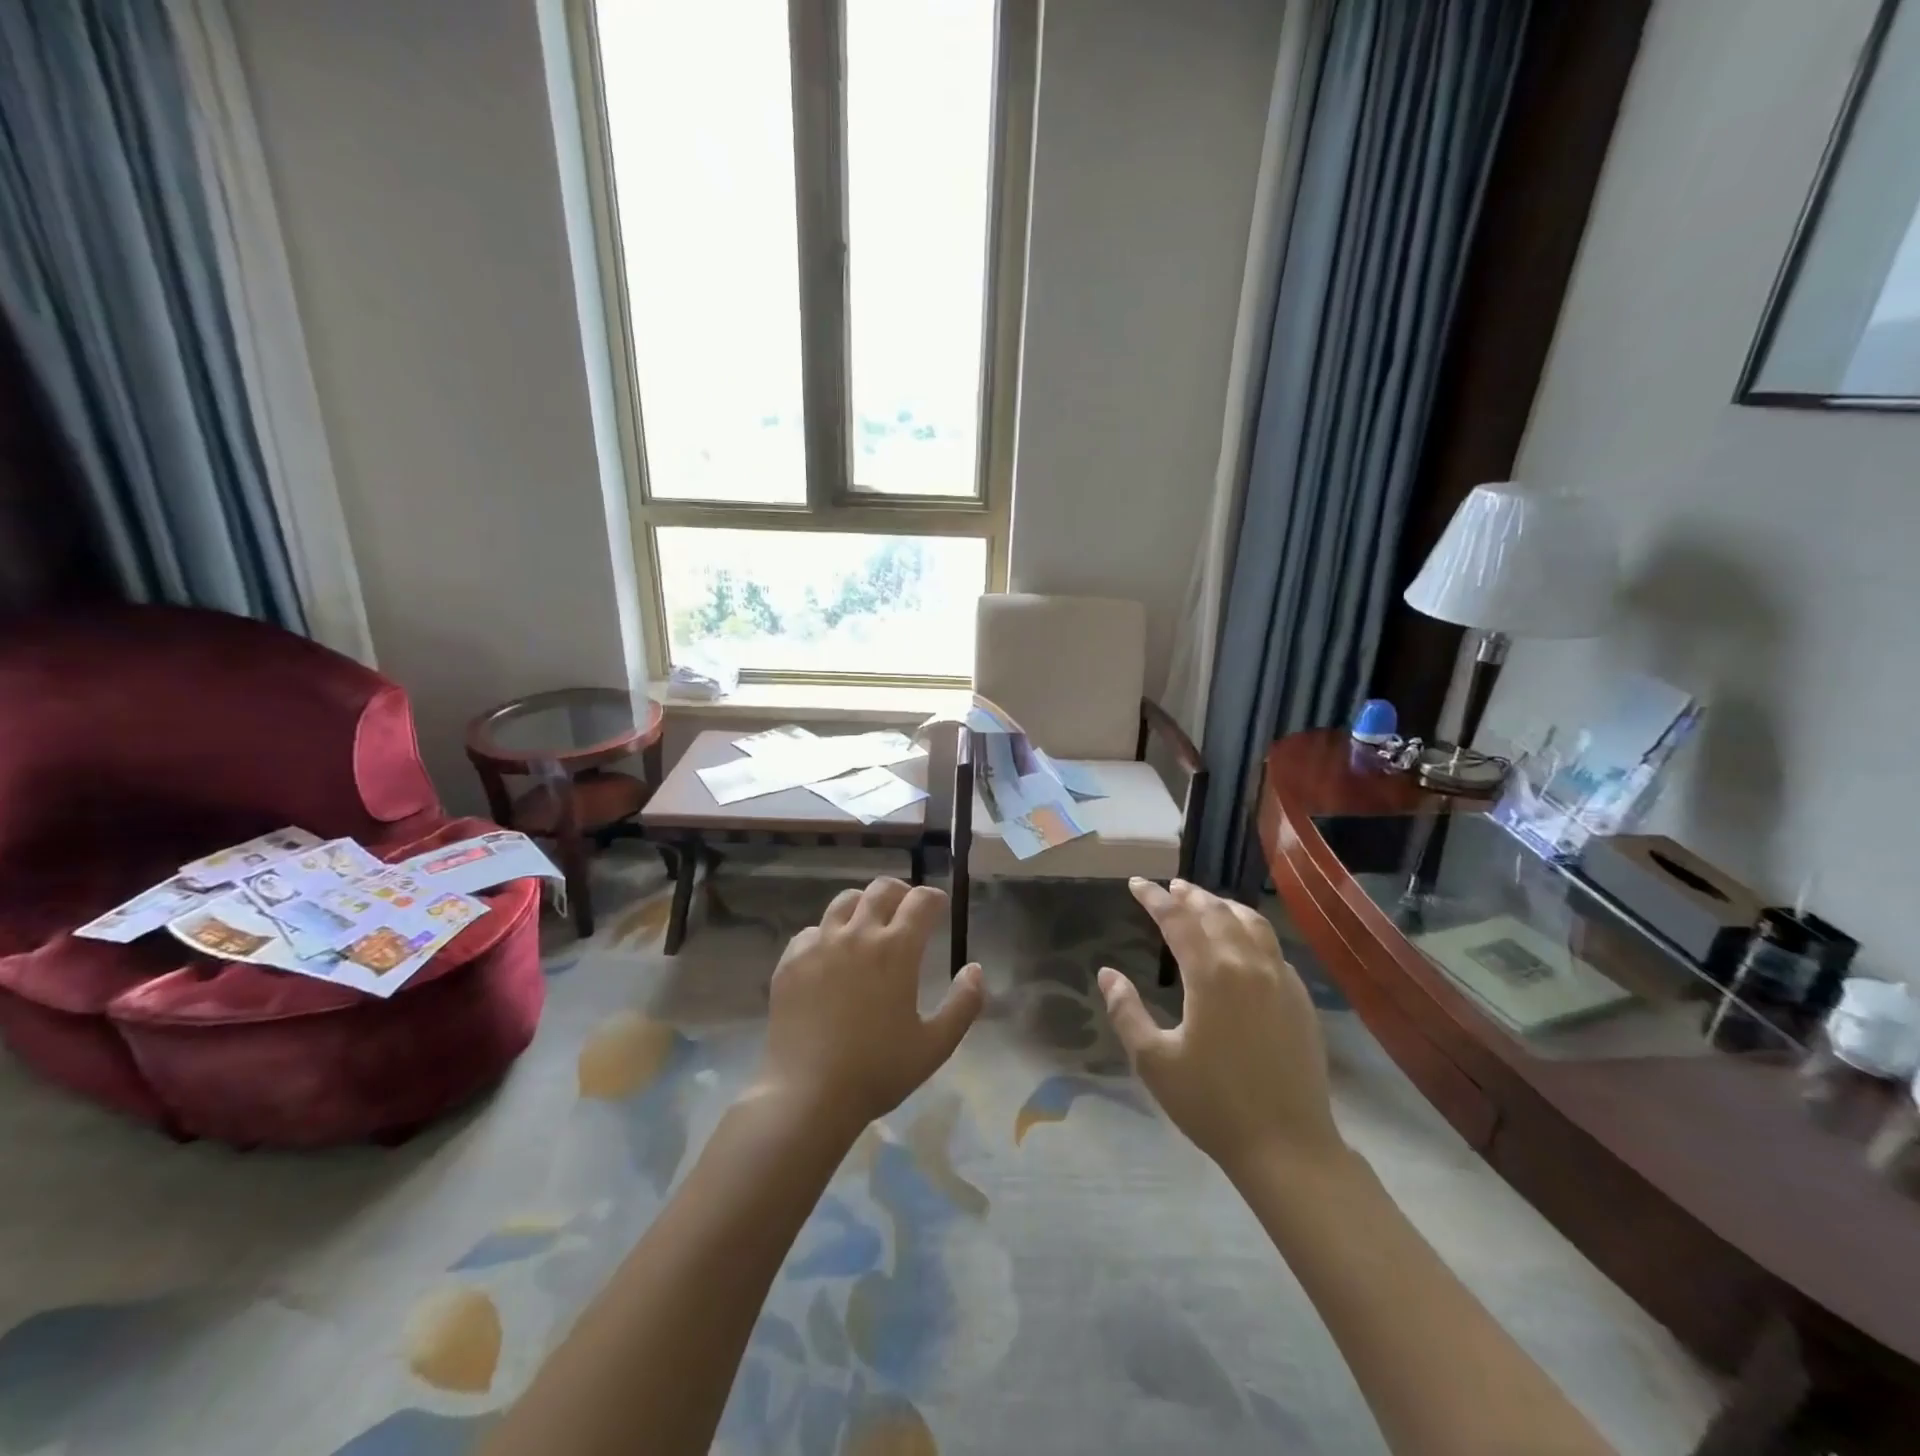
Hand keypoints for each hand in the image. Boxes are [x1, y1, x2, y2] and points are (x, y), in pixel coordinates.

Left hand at [756, 877, 983, 1132]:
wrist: (807, 1095)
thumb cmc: (878, 1071)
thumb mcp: (935, 1045)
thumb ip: (964, 1003)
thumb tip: (975, 969)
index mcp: (896, 950)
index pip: (921, 901)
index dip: (934, 899)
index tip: (939, 907)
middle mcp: (857, 934)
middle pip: (881, 889)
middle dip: (901, 892)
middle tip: (907, 911)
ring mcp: (819, 944)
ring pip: (844, 901)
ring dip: (863, 905)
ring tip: (868, 925)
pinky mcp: (791, 961)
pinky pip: (812, 931)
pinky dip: (827, 934)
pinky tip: (830, 957)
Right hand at [1098, 878, 1345, 1179]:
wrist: (1287, 1146)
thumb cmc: (1211, 1103)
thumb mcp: (1153, 1061)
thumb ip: (1126, 1011)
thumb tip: (1107, 974)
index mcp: (1211, 974)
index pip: (1177, 919)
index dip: (1154, 898)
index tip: (1137, 884)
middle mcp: (1248, 964)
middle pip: (1216, 912)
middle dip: (1189, 895)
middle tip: (1170, 887)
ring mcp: (1280, 979)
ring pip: (1251, 923)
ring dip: (1224, 906)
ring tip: (1206, 902)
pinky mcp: (1300, 999)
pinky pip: (1273, 947)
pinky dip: (1251, 930)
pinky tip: (1244, 942)